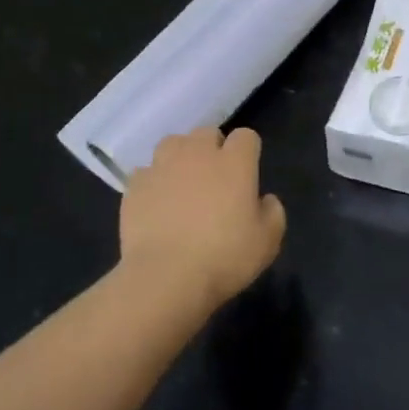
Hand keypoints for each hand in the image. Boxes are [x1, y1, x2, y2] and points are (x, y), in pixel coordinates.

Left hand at [119, 127, 287, 311]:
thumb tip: (264, 200)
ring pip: (173, 143)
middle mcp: (198, 153)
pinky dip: (153, 182)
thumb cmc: (224, 258)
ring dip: (180, 157)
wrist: (166, 277)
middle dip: (213, 148)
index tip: (247, 173)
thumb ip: (273, 212)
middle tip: (215, 179)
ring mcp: (162, 166)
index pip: (246, 136)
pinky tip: (156, 204)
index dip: (248, 152)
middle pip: (207, 132)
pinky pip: (146, 172)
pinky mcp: (135, 185)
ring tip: (182, 183)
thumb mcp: (267, 242)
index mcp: (235, 162)